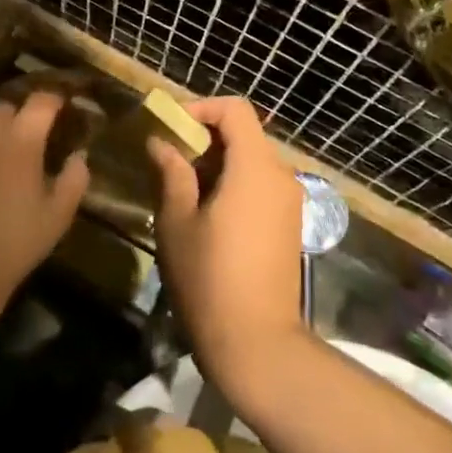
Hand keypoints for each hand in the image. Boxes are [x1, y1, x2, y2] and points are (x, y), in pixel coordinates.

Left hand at [0, 92, 88, 320]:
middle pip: (7, 106)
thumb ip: (74, 178)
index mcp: (22, 140)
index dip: (54, 101)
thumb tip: (78, 154)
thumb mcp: (58, 216)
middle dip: (20, 116)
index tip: (61, 109)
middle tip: (27, 138)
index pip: (42, 101)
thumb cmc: (14, 244)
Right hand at [146, 96, 307, 401]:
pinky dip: (234, 184)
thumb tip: (161, 142)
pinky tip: (207, 214)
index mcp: (255, 167)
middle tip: (169, 162)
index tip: (171, 128)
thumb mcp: (177, 222)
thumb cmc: (209, 278)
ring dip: (217, 164)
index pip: (235, 110)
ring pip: (252, 161)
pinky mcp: (290, 224)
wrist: (258, 344)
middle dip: (205, 139)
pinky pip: (261, 185)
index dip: (201, 108)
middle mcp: (281, 175)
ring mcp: (290, 201)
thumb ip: (172, 173)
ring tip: (182, 190)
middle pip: (244, 134)